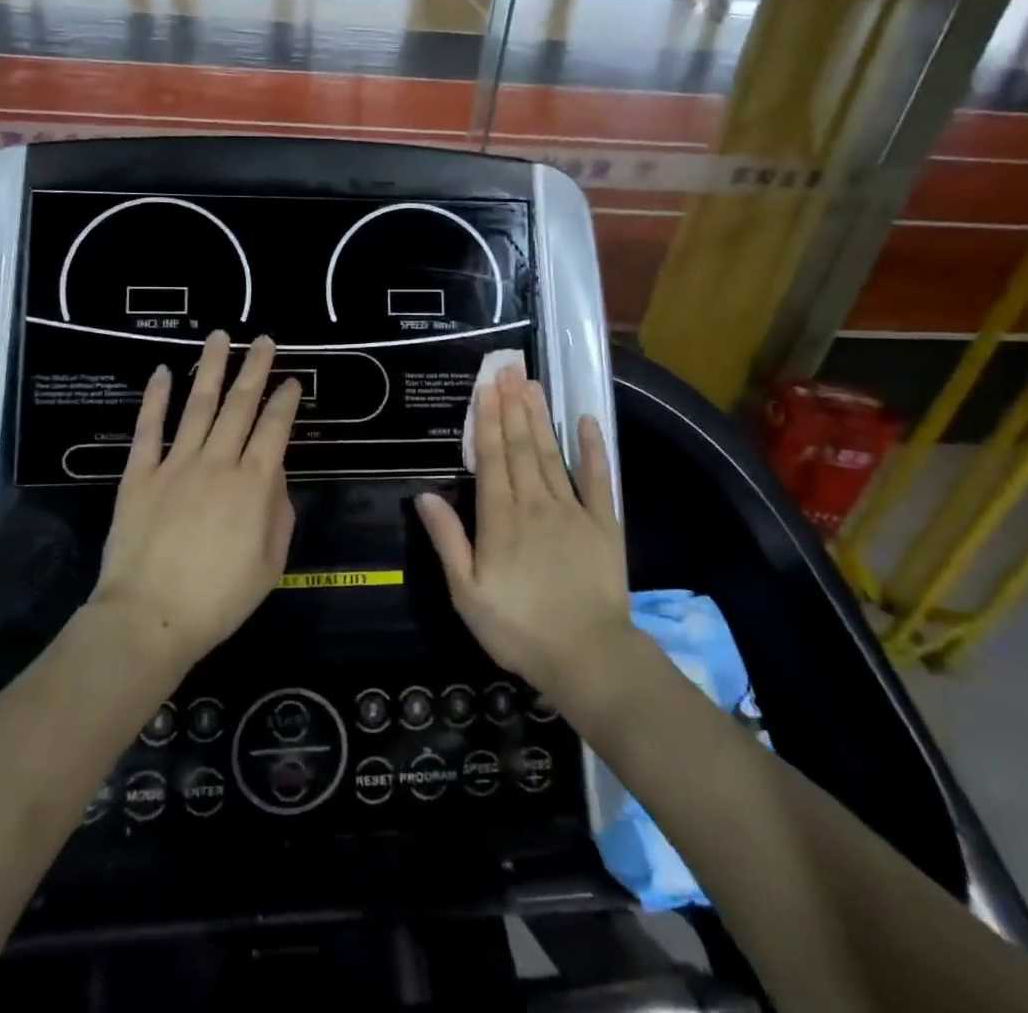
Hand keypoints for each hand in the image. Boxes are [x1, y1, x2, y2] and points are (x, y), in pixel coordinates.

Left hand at [91, 331, 302, 667]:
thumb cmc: (219, 599)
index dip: (286, 400)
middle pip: (240, 405)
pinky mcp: (140, 474)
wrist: (149, 617)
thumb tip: (273, 475)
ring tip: (220, 337)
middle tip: (264, 340)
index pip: (275, 428)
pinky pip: (148, 429)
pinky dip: (155, 398)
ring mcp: (176, 464)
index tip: (293, 381)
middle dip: (255, 368)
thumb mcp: (271, 564)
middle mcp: (218, 462)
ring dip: (210, 368)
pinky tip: (162, 372)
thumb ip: (278, 512)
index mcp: (254, 484)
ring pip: (197, 405)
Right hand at [415, 363, 629, 696]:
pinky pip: (599, 479)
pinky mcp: (604, 524)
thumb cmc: (518, 628)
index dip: (488, 420)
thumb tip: (424, 495)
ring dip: (541, 417)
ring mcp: (573, 511)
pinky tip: (588, 421)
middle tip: (508, 369)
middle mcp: (535, 504)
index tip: (486, 387)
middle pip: (522, 447)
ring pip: (552, 454)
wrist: (588, 657)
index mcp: (500, 519)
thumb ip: (447, 540)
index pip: (492, 459)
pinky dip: (593, 449)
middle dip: (512, 406)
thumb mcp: (467, 593)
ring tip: (532, 384)